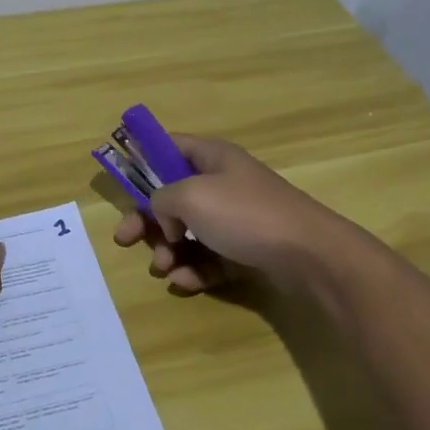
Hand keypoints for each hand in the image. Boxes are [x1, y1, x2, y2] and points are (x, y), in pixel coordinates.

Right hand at [112, 135, 349, 292]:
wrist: (308, 255)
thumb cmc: (245, 214)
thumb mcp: (190, 196)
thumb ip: (162, 199)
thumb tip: (167, 218)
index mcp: (212, 158)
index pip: (170, 146)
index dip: (144, 157)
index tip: (121, 175)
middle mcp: (223, 184)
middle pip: (172, 198)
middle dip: (148, 221)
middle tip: (124, 240)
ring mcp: (236, 219)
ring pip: (189, 233)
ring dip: (169, 251)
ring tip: (163, 268)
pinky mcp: (246, 251)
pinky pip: (210, 259)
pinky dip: (194, 270)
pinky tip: (185, 283)